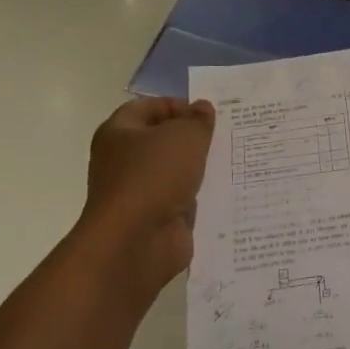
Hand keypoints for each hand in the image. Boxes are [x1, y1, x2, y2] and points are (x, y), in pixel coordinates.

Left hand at [74, 97, 215, 298]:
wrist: (136, 243)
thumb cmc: (154, 176)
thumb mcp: (184, 136)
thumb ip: (198, 120)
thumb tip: (202, 108)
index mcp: (118, 133)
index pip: (148, 107)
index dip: (178, 105)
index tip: (208, 113)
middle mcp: (122, 161)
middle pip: (161, 140)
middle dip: (192, 138)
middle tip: (225, 135)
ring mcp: (137, 193)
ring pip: (173, 172)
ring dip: (197, 169)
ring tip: (231, 160)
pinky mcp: (153, 219)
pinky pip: (180, 200)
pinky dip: (198, 197)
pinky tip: (225, 191)